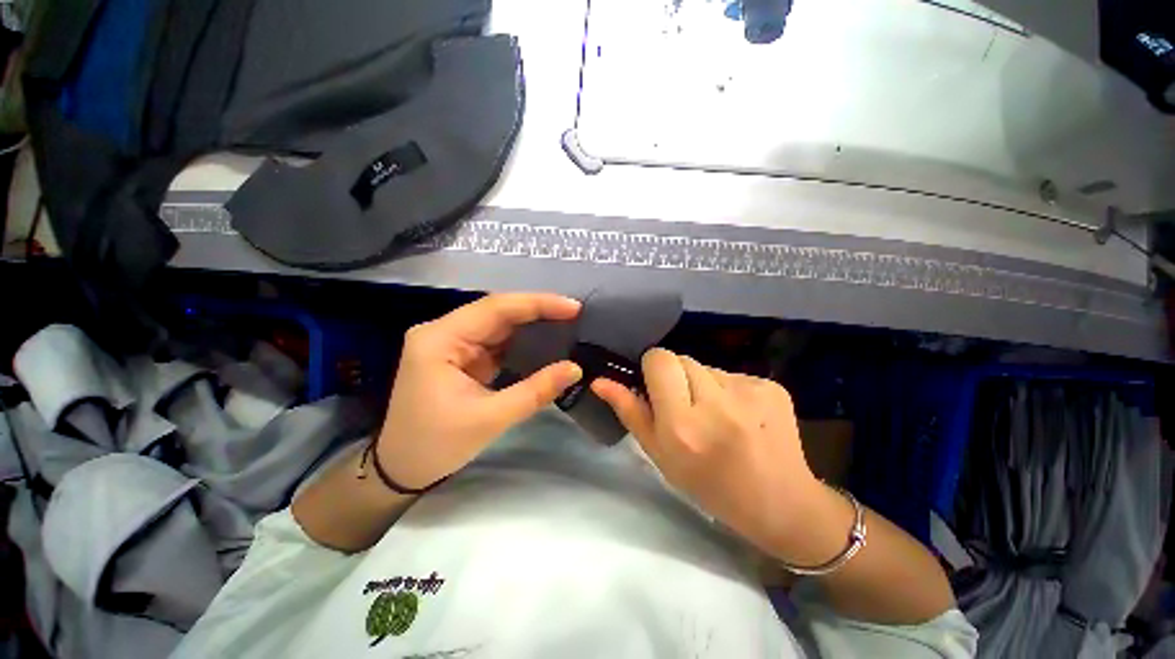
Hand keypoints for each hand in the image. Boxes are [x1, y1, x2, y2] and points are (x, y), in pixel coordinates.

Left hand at [376, 293, 583, 488]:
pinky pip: (496, 341)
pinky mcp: (461, 357)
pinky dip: (521, 341)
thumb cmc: (435, 446)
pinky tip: (544, 341)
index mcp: (440, 339)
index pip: (495, 308)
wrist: (400, 470)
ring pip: (498, 324)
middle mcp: (443, 332)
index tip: (573, 307)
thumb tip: (575, 368)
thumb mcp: (490, 418)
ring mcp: (452, 343)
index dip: (537, 304)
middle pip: (497, 311)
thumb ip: (535, 391)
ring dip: (531, 324)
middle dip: (537, 311)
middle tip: (574, 313)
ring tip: (566, 323)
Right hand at [592, 349, 821, 552]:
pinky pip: (732, 374)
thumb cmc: (709, 485)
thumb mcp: (659, 455)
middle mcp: (716, 402)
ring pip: (707, 366)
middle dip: (677, 376)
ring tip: (716, 416)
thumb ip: (630, 412)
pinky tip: (740, 416)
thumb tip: (601, 381)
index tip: (657, 387)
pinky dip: (728, 390)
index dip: (653, 369)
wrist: (780, 503)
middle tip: (687, 407)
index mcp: (683, 424)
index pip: (659, 359)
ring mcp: (749, 391)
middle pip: (682, 358)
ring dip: (703, 384)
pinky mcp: (771, 386)